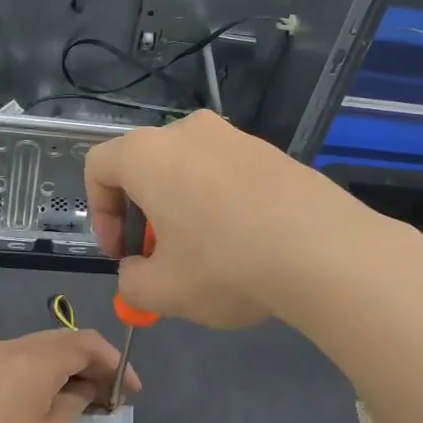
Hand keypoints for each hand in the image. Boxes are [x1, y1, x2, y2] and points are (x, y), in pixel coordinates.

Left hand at [0, 329, 138, 422]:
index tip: (133, 390)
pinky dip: (45, 374)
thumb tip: (79, 391)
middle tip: (114, 396)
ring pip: (41, 350)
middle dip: (94, 363)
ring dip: (69, 368)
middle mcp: (7, 349)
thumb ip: (73, 407)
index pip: (84, 343)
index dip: (115, 362)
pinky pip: (20, 363)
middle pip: (62, 341)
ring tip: (90, 400)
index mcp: (29, 360)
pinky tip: (56, 401)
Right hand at [83, 111, 401, 329]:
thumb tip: (137, 270)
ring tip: (207, 257)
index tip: (122, 254)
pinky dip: (221, 204)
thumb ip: (131, 282)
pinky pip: (228, 175)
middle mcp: (189, 131)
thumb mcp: (162, 291)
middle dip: (144, 216)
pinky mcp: (272, 152)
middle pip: (146, 168)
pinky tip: (246, 245)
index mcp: (148, 154)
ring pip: (189, 171)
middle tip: (162, 260)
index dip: (99, 214)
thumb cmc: (225, 265)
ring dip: (184, 210)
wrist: (324, 251)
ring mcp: (236, 137)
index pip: (99, 167)